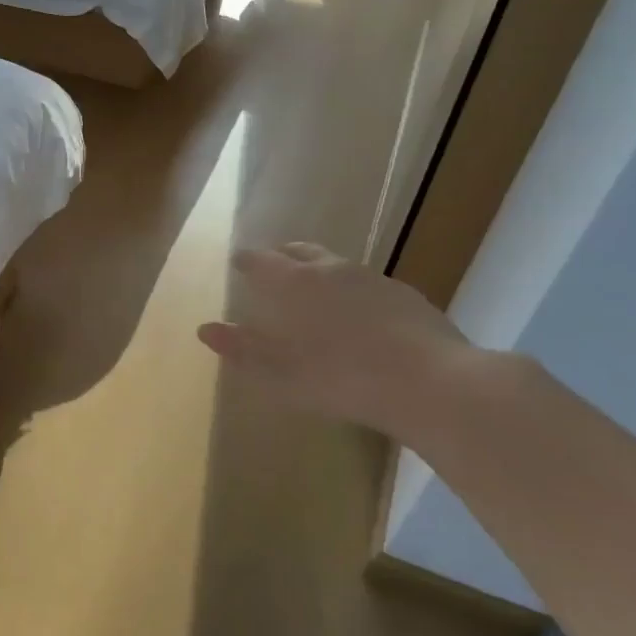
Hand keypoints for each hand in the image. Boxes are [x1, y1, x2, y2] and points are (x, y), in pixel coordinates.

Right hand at [198, 242, 475, 439]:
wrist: (431, 384)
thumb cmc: (342, 379)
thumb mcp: (281, 373)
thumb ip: (242, 348)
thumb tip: (205, 329)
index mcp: (296, 283)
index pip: (262, 261)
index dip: (247, 260)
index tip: (237, 261)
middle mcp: (332, 270)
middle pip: (301, 251)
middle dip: (283, 256)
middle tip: (273, 266)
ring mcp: (373, 279)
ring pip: (336, 264)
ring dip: (319, 271)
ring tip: (314, 290)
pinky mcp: (405, 295)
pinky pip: (366, 283)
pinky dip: (351, 291)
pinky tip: (358, 315)